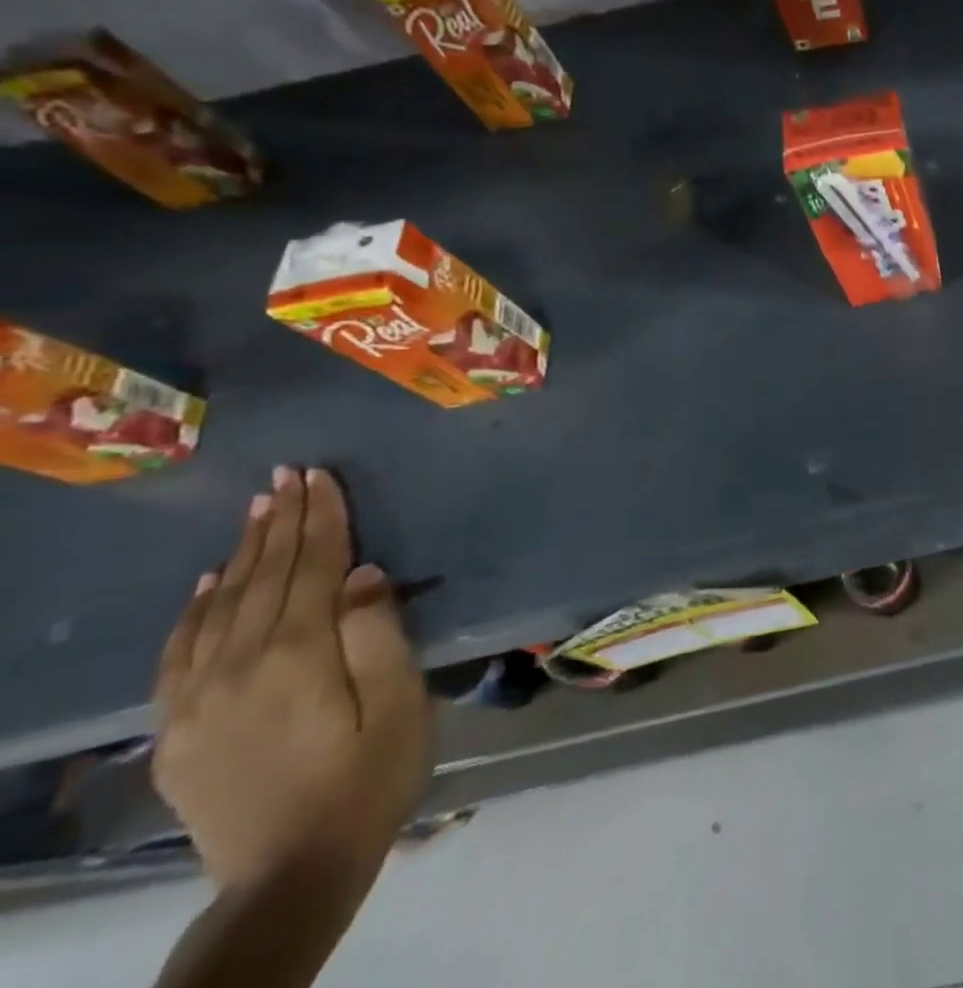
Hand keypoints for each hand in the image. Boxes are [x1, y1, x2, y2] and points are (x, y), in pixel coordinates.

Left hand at [153, 467, 430, 890]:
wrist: (290, 875)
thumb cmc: (369, 778)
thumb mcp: (398, 704)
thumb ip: (377, 634)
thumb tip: (361, 573)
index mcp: (296, 657)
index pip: (311, 567)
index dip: (319, 518)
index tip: (320, 475)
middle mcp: (237, 668)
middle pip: (263, 578)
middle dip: (280, 521)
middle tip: (289, 474)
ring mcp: (197, 701)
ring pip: (220, 607)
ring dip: (243, 553)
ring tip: (257, 509)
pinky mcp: (177, 731)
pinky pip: (180, 653)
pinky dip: (196, 609)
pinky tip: (208, 583)